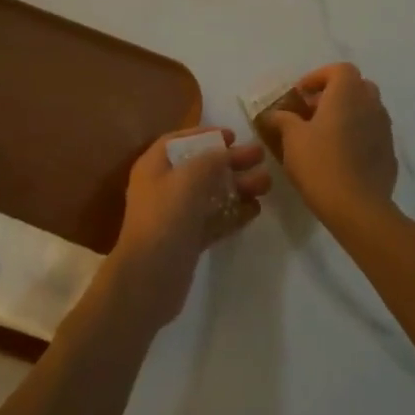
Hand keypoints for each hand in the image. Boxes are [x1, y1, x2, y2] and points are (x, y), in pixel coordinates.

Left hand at [107, 128, 270, 325]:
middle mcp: (163, 188)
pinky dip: (233, 213)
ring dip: (237, 187)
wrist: (149, 279)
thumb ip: (210, 160)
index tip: (232, 136)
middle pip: (200, 167)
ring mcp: (176, 216)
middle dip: (230, 161)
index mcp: (154, 167)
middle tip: (260, 156)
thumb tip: (225, 152)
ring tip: (266, 183)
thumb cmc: (165, 218)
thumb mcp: (189, 178)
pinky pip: (214, 220)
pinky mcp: (188, 241)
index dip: (204, 135)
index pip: (178, 141)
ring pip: (211, 194)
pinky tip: (256, 209)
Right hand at [263, 63, 398, 226]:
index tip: (301, 94)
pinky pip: (372, 133)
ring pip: (366, 110)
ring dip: (347, 114)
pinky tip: (340, 156)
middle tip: (312, 111)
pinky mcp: (389, 153)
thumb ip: (282, 119)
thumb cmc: (320, 164)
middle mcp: (371, 105)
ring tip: (324, 135)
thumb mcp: (292, 139)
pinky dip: (357, 135)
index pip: (339, 69)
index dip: (318, 77)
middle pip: (356, 86)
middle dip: (334, 94)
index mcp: (347, 94)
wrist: (358, 208)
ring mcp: (385, 129)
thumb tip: (274, 114)